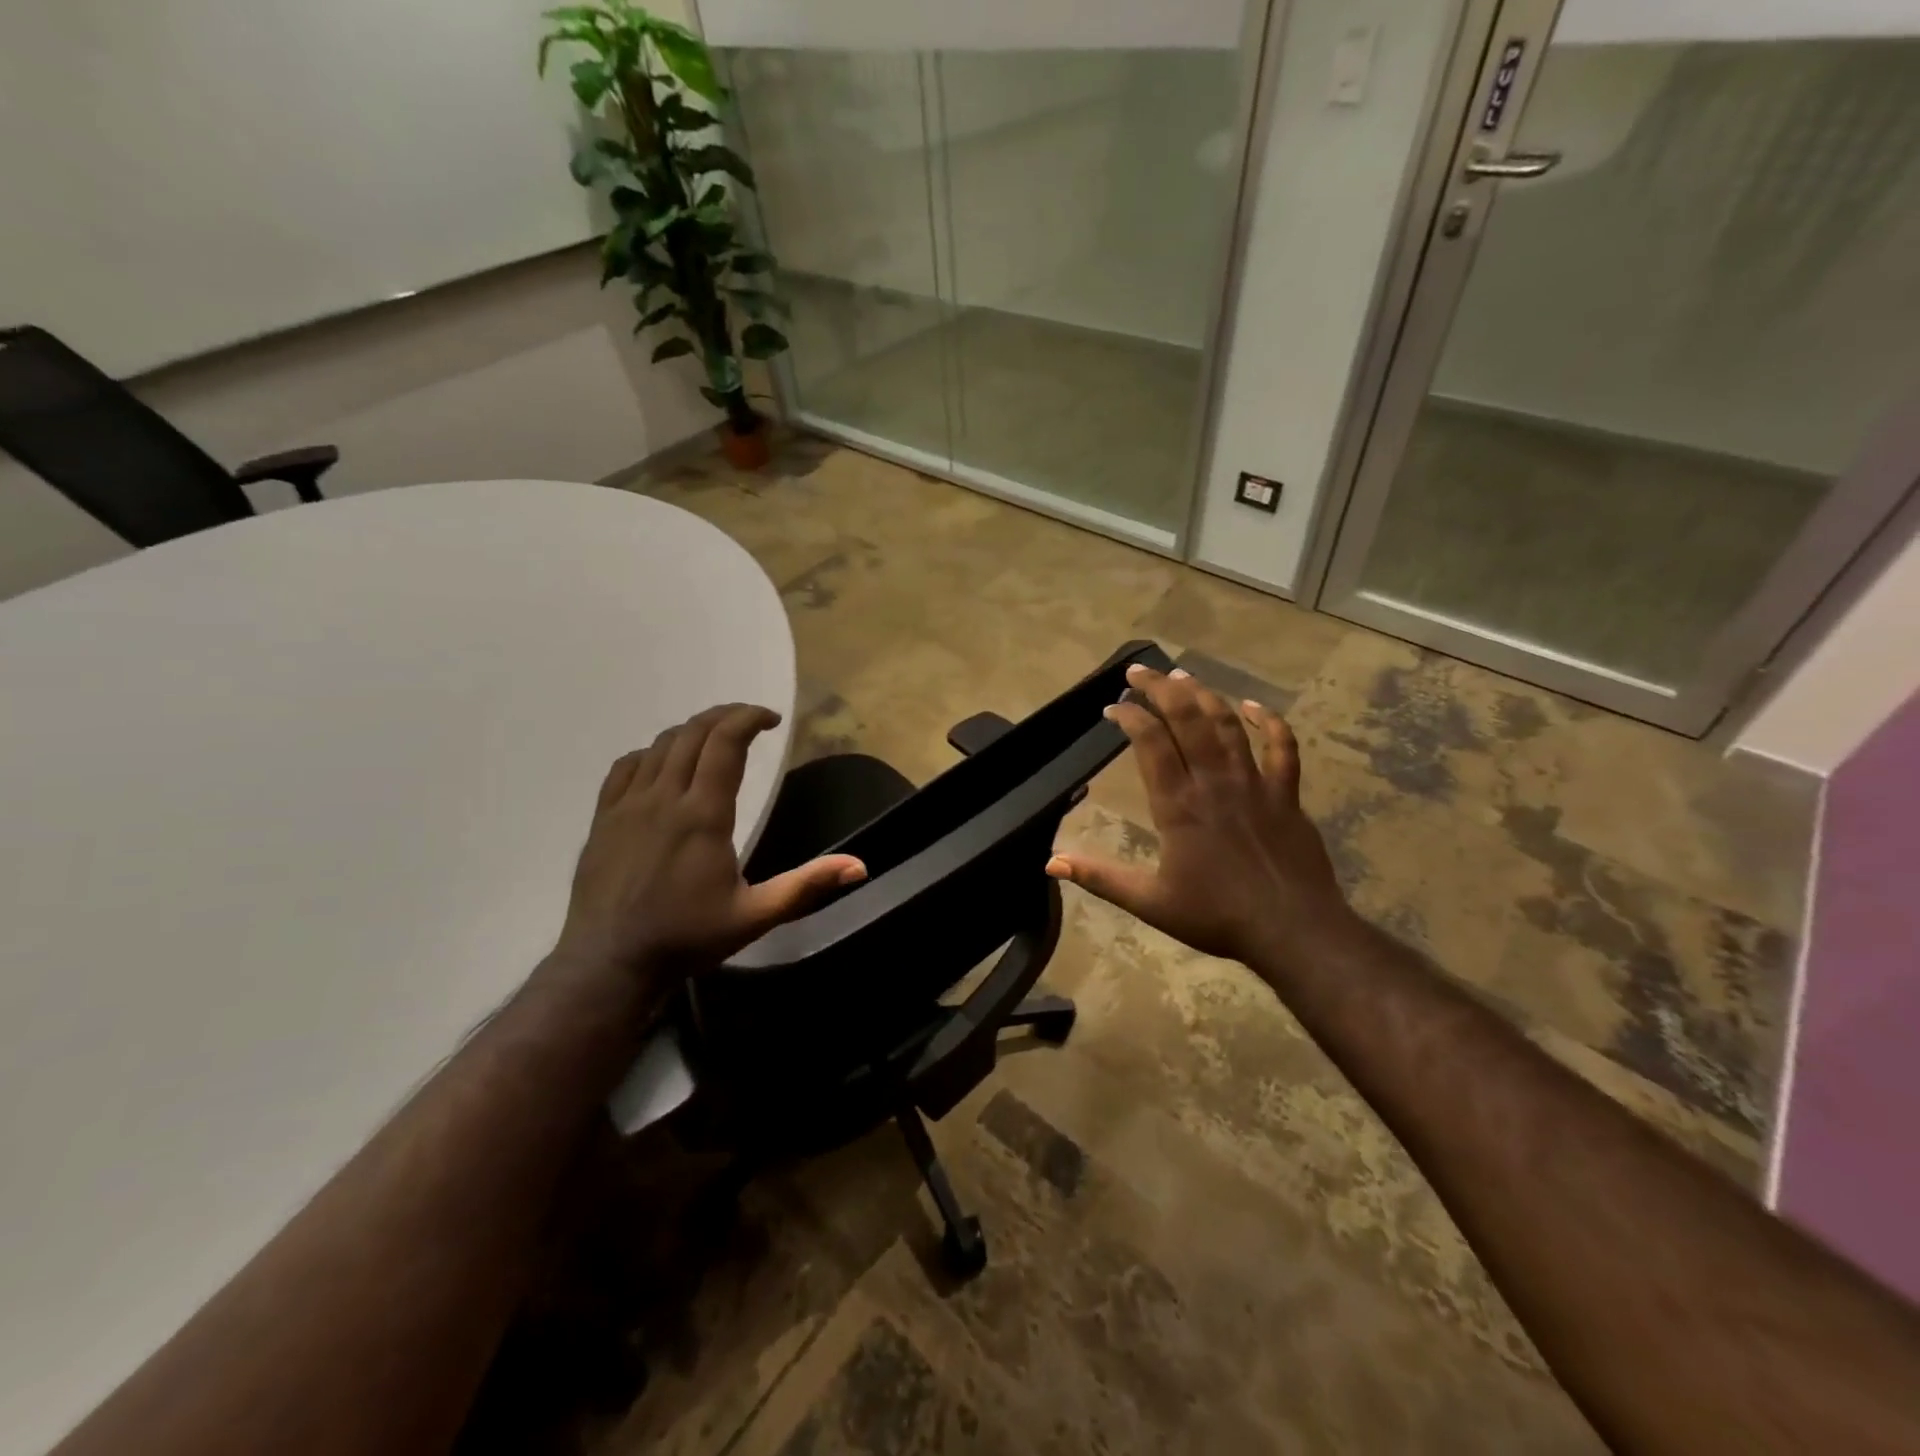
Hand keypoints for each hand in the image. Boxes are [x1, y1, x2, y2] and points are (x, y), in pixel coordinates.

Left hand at [553, 704, 865, 982]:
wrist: (609, 963)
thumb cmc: (687, 938)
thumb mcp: (755, 915)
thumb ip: (806, 885)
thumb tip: (859, 867)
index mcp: (703, 814)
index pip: (725, 743)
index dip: (749, 718)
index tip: (772, 719)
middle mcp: (664, 797)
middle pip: (694, 733)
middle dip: (725, 716)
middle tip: (750, 721)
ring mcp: (628, 805)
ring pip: (660, 745)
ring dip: (692, 731)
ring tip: (714, 739)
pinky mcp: (604, 818)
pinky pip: (626, 766)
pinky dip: (652, 752)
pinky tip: (663, 763)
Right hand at [1047, 664, 1353, 967]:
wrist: (1293, 931)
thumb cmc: (1217, 916)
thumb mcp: (1149, 902)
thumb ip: (1100, 878)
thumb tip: (1050, 863)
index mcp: (1178, 806)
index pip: (1150, 743)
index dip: (1130, 717)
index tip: (1113, 708)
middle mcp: (1214, 782)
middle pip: (1187, 718)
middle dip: (1160, 689)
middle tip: (1139, 672)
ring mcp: (1254, 783)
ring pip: (1227, 724)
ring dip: (1202, 695)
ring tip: (1181, 676)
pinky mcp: (1286, 794)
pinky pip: (1282, 747)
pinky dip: (1268, 722)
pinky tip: (1252, 706)